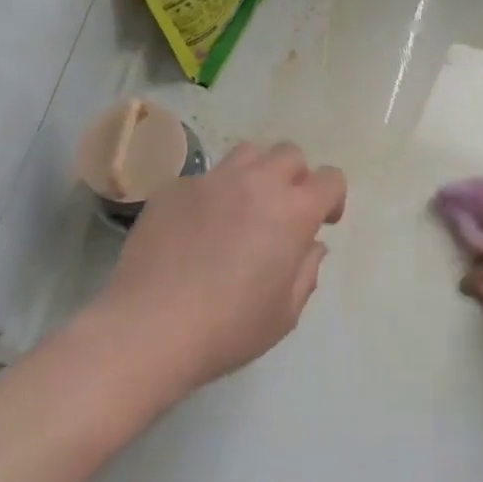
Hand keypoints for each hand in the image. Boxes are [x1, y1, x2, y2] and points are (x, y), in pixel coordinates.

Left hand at [90, 141, 346, 397]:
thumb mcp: (285, 313)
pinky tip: (196, 231)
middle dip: (296, 177)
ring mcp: (209, 181)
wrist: (149, 328)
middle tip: (284, 213)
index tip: (322, 223)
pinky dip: (212, 195)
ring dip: (256, 174)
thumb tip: (310, 245)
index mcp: (292, 211)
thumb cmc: (229, 327)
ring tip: (243, 209)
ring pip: (246, 154)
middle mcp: (255, 183)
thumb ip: (306, 271)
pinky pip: (203, 179)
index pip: (330, 178)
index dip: (332, 198)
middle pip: (289, 153)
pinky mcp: (173, 189)